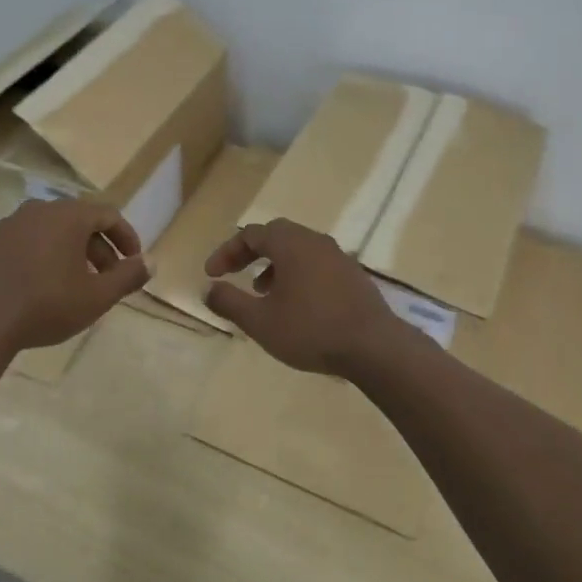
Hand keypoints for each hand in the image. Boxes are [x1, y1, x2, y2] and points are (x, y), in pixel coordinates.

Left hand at [0, 199, 149, 351]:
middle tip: (104, 279)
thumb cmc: (45, 306)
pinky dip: (31, 258)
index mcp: (68, 216)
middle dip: (96, 248)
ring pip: (44, 232)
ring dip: (63, 252)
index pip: (108, 214)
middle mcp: (36, 210)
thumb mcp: (96, 297)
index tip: (132, 262)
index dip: (126, 237)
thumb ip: (127, 277)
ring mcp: (3, 225)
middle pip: (76, 221)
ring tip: (68, 284)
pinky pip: (15, 244)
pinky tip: (29, 288)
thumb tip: (150, 262)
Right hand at [204, 218, 405, 376]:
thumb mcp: (260, 321)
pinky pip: (316, 263)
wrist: (374, 346)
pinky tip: (296, 304)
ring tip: (262, 292)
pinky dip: (296, 274)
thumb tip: (208, 289)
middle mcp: (314, 241)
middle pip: (276, 235)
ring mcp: (338, 256)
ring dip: (274, 265)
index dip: (226, 252)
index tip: (211, 275)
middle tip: (235, 273)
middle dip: (250, 253)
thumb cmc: (311, 329)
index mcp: (290, 243)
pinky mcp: (352, 274)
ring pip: (298, 249)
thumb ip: (230, 302)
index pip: (250, 235)